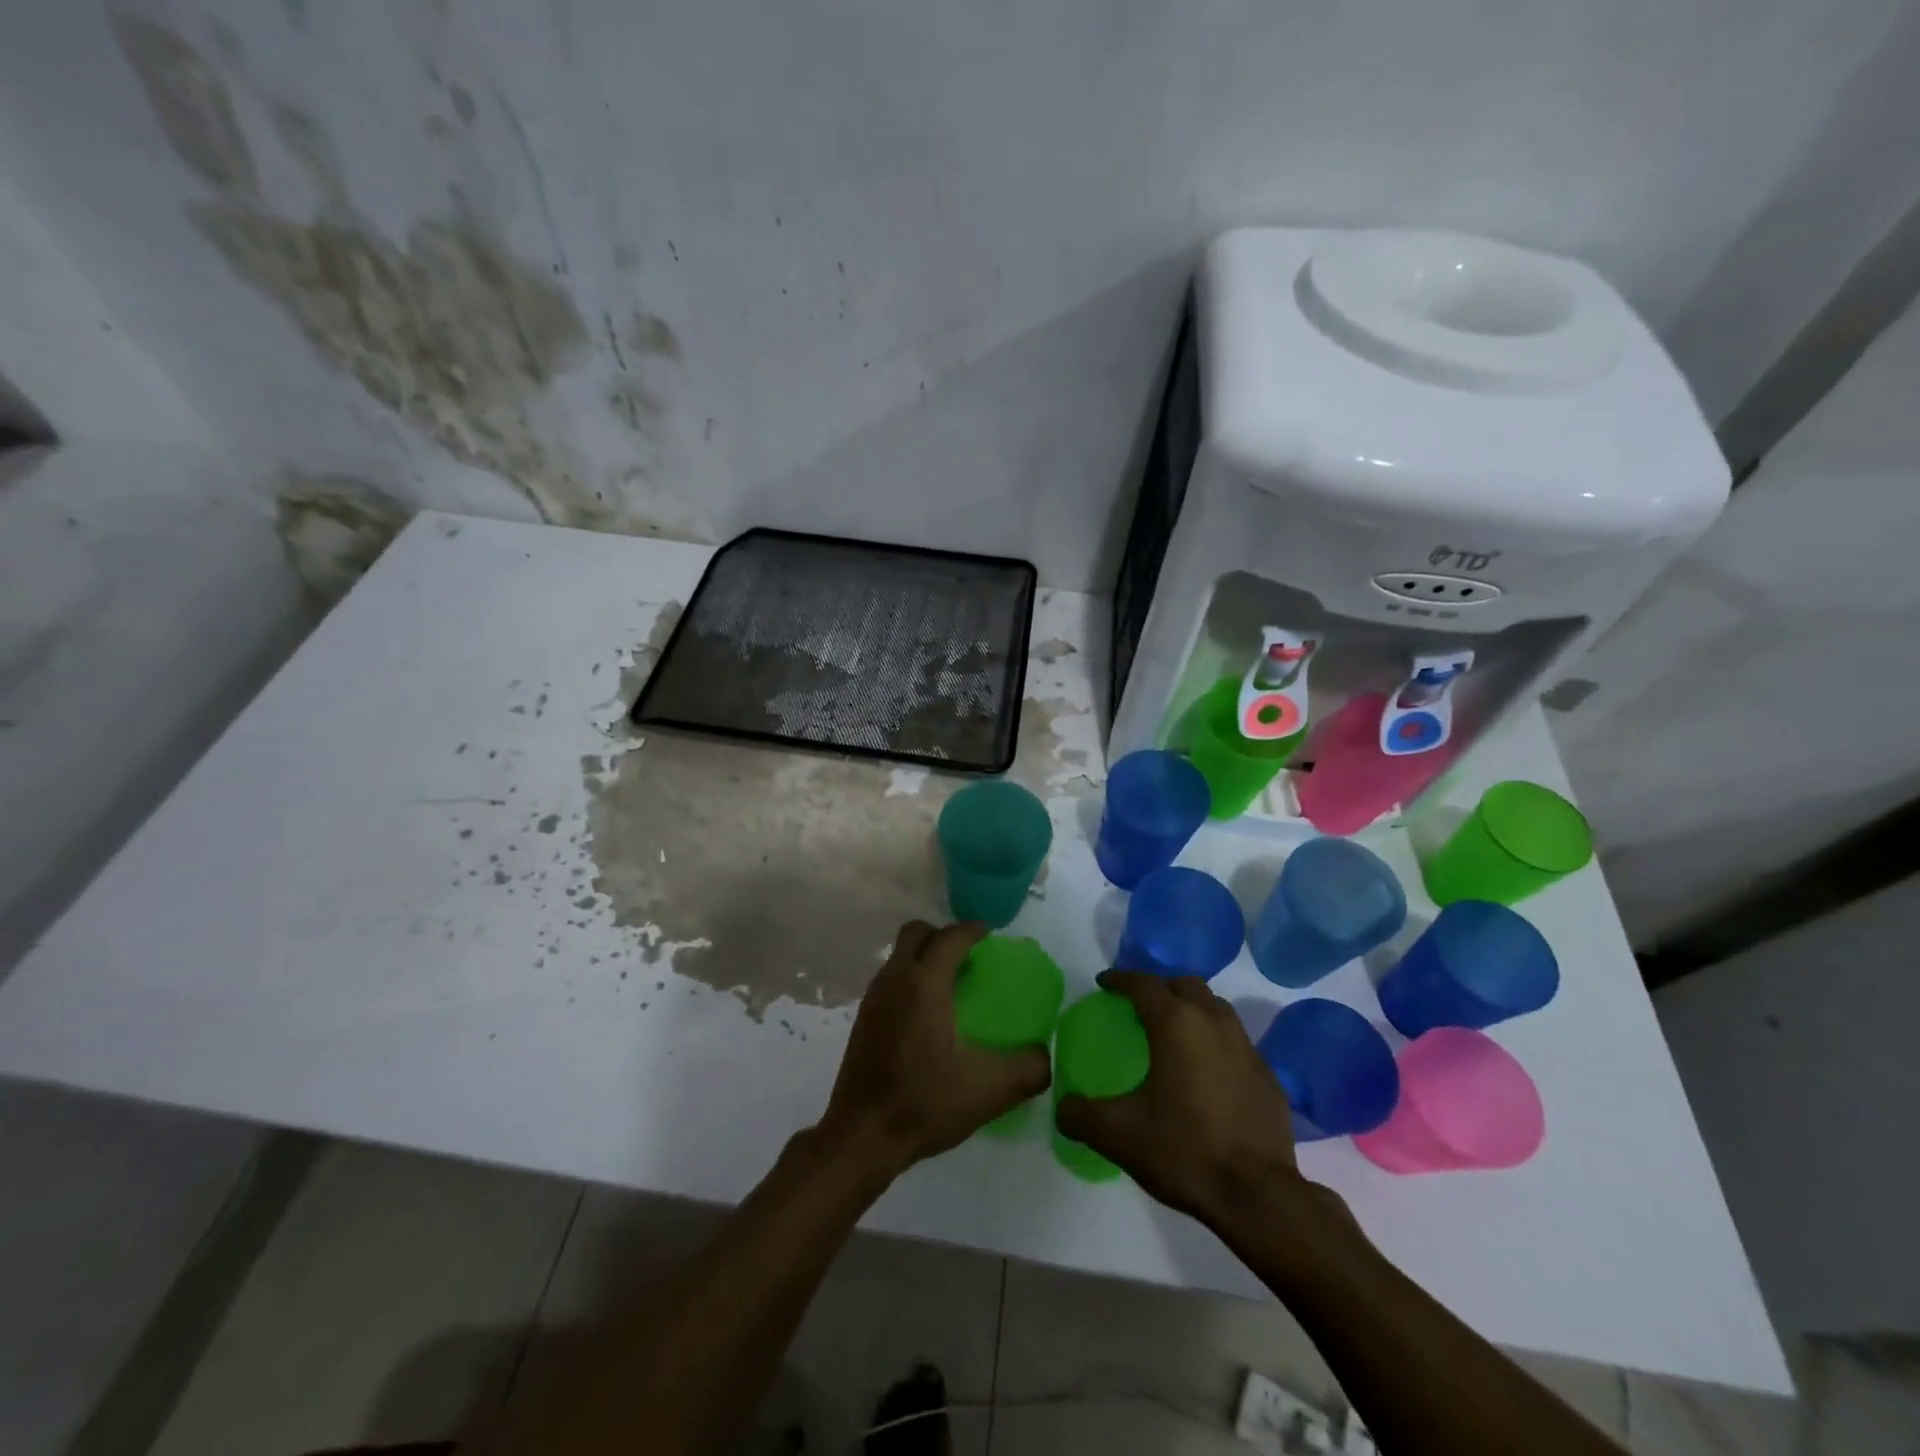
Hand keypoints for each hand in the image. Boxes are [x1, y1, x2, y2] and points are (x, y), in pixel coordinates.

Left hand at [817, 920, 1050, 1177]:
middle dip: (944, 935)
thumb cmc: (924, 1104)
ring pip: (900, 955)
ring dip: (925, 956)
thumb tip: (1043, 1054)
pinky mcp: (863, 1018)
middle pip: (917, 933)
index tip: (991, 936)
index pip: (950, 937)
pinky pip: (891, 978)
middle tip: (969, 957)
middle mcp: (895, 979)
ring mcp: (874, 998)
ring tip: (951, 985)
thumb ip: (1028, 1069)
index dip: (972, 930)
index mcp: (925, 984)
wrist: (861, 1137)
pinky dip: (910, 978)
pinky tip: (928, 1015)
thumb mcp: (989, 1091)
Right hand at [1056, 970, 1304, 1225]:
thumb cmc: (1184, 1151)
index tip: (1104, 983)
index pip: (1143, 983)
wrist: (1257, 1196)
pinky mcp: (1268, 1076)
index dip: (1120, 979)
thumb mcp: (1118, 1136)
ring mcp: (1247, 1048)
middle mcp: (1213, 1023)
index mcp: (1175, 1024)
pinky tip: (1208, 1074)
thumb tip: (1063, 1108)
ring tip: (1175, 1034)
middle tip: (1141, 1007)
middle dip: (1160, 988)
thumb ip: (1081, 1115)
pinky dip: (1217, 1044)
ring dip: (1192, 1010)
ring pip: (1216, 1008)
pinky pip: (1237, 1043)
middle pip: (1184, 985)